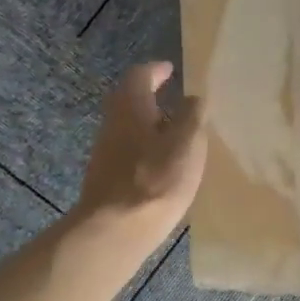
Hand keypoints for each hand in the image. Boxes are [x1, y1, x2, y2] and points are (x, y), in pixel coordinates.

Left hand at [74, 62, 206, 250]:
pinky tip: (164, 166)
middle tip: (177, 102)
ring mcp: (106, 152)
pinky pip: (129, 152)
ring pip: (129, 127)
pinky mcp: (107, 178)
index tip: (170, 70)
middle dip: (152, 98)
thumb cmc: (156, 178)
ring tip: (178, 136)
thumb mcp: (187, 142)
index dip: (156, 70)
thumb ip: (192, 115)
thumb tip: (193, 98)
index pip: (140, 75)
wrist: (116, 229)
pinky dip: (146, 149)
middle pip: (130, 101)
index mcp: (131, 106)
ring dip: (150, 126)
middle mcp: (113, 123)